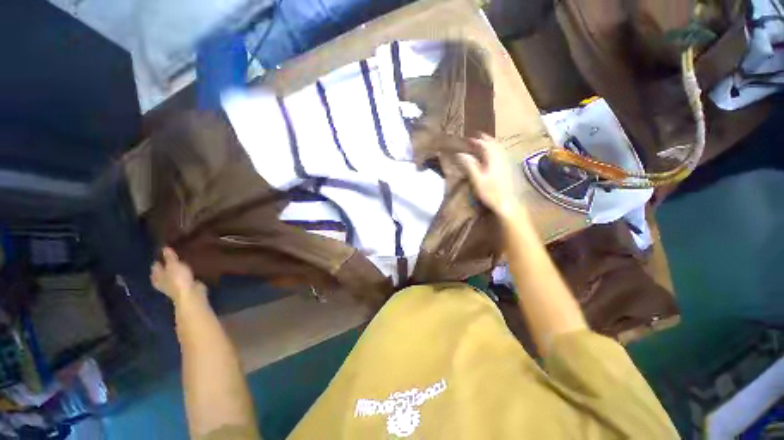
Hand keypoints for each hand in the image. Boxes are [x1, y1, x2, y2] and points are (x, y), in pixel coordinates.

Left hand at [151, 247, 206, 304]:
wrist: (191, 294)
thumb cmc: (178, 279)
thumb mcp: (174, 265)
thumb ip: (169, 257)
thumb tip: (164, 247)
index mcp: (157, 276)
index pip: (155, 266)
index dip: (159, 259)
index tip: (163, 252)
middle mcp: (163, 281)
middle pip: (162, 272)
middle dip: (165, 266)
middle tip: (171, 257)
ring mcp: (174, 285)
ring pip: (173, 275)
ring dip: (175, 270)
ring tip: (181, 262)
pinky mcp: (184, 287)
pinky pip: (183, 278)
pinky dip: (184, 274)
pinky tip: (189, 270)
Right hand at [457, 134, 525, 219]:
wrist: (508, 203)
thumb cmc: (490, 192)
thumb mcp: (477, 179)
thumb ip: (469, 165)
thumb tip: (461, 154)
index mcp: (493, 159)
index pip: (485, 145)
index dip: (477, 141)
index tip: (469, 139)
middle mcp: (502, 158)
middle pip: (494, 144)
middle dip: (486, 139)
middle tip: (479, 136)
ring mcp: (507, 163)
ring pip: (500, 148)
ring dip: (492, 144)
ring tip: (485, 142)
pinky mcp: (510, 168)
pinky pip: (503, 154)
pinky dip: (497, 150)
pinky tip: (494, 155)